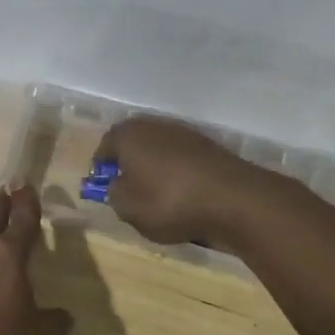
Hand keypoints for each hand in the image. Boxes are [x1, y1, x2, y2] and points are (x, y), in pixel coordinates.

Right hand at [94, 116, 267, 248]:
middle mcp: (154, 125)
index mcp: (128, 134)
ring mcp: (184, 133)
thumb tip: (117, 186)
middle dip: (128, 165)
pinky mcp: (209, 146)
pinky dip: (178, 174)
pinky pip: (182, 160)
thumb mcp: (128, 208)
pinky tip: (183, 196)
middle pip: (133, 144)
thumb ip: (113, 195)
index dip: (101, 169)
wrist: (233, 199)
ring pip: (159, 151)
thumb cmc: (169, 201)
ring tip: (158, 197)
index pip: (104, 147)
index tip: (103, 188)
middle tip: (128, 191)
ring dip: (155, 169)